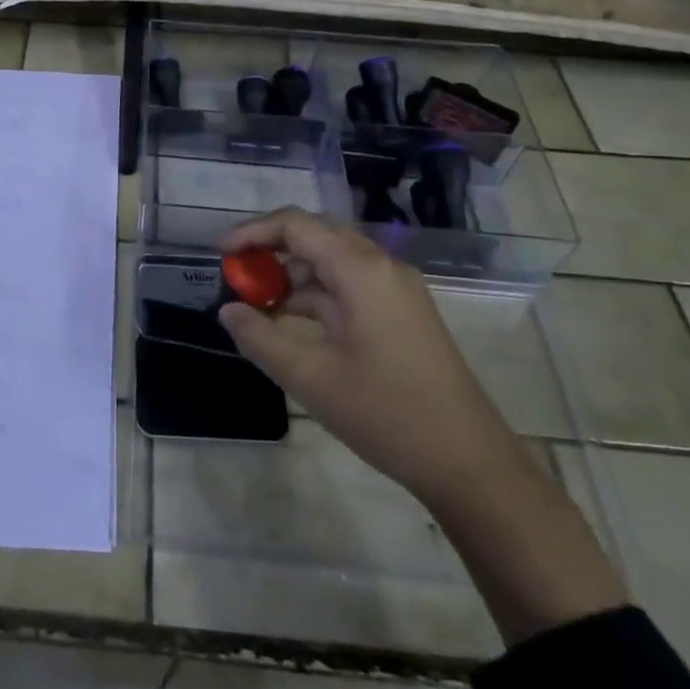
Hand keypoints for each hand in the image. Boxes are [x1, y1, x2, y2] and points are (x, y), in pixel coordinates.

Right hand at [219, 208, 625, 642]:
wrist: (469, 463)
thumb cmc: (386, 412)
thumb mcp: (310, 376)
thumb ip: (260, 337)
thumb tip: (228, 310)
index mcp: (361, 269)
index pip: (296, 225)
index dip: (253, 232)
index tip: (220, 254)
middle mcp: (381, 267)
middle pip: (315, 236)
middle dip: (271, 250)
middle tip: (236, 276)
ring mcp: (395, 291)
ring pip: (332, 262)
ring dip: (292, 277)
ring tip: (257, 307)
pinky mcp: (401, 315)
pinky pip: (348, 287)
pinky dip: (315, 297)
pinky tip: (291, 326)